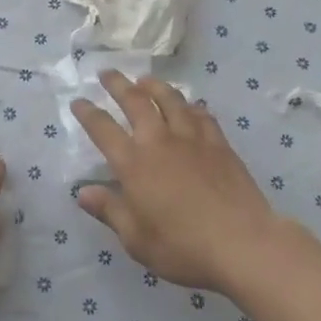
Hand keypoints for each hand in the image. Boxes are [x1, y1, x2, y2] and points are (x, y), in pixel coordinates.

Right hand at [72, 71, 278, 293]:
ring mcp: (192, 138)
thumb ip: (109, 210)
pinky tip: (188, 106)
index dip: (88, 113)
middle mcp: (159, 141)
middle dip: (118, 84)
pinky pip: (200, 114)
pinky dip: (189, 105)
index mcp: (133, 163)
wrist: (242, 243)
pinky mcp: (219, 143)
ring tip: (145, 80)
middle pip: (135, 101)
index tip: (78, 101)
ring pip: (170, 99)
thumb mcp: (136, 239)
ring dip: (154, 85)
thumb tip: (83, 191)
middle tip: (107, 73)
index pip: (103, 129)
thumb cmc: (182, 247)